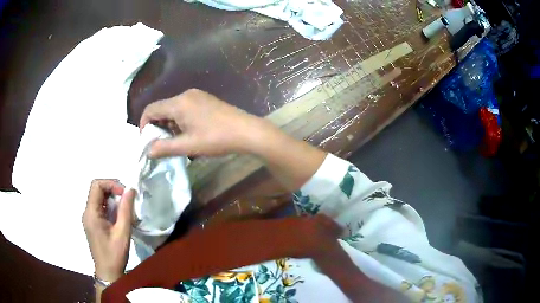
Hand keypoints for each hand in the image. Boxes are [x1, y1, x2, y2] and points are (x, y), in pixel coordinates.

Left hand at [82, 179, 134, 281]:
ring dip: (113, 199)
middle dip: (113, 190)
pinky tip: (120, 217)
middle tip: (127, 200)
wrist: (108, 273)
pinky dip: (111, 207)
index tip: (124, 193)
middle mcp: (87, 212)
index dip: (111, 184)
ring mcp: (89, 218)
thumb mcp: (122, 232)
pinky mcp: (93, 223)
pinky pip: (101, 208)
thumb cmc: (114, 254)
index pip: (96, 185)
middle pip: (97, 190)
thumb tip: (130, 189)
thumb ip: (125, 210)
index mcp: (91, 213)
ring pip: (99, 199)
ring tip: (126, 209)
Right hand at [140, 88, 270, 157]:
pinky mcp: (205, 99)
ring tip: (175, 141)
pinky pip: (185, 107)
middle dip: (157, 126)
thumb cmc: (216, 139)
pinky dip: (180, 119)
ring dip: (169, 124)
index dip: (144, 125)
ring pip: (173, 108)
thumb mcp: (188, 146)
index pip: (151, 109)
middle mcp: (186, 94)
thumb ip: (165, 148)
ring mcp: (197, 95)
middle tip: (161, 144)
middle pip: (162, 108)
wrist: (246, 131)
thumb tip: (148, 151)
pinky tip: (187, 133)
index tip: (147, 141)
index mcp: (178, 103)